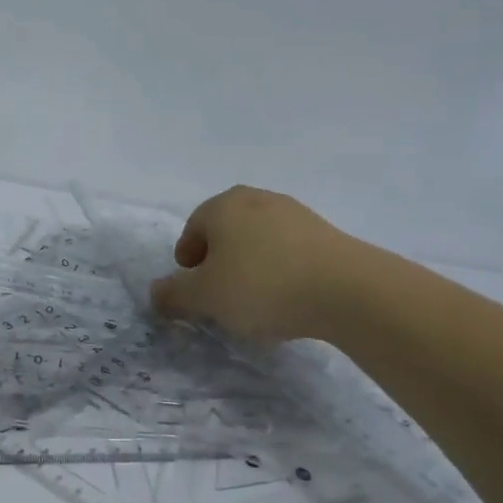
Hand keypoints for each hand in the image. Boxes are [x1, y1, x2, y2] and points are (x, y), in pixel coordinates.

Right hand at [149, 186, 357, 343]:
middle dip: (219, 263)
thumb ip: (173, 295)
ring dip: (251, 267)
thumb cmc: (261, 285)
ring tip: (256, 303)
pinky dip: (281, 272)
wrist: (347, 289)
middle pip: (226, 232)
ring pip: (259, 242)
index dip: (187, 261)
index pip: (193, 229)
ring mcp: (295, 213)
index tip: (194, 291)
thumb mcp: (205, 297)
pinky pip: (289, 252)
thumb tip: (155, 293)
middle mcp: (256, 199)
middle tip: (220, 296)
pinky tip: (288, 300)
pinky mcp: (326, 233)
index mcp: (222, 205)